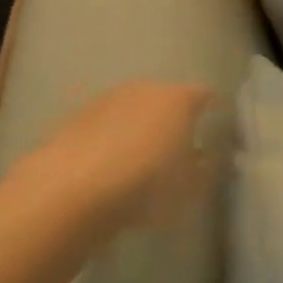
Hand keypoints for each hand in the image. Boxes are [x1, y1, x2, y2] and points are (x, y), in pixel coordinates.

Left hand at [17, 81, 219, 235]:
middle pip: (165, 100)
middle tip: (175, 151)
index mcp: (180, 99)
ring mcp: (106, 101)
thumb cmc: (145, 185)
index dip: (210, 114)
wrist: (70, 192)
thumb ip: (203, 169)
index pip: (204, 96)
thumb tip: (205, 159)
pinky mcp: (73, 120)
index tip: (212, 133)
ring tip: (137, 163)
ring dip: (136, 130)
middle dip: (171, 121)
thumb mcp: (189, 187)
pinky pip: (102, 128)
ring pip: (131, 112)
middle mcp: (145, 89)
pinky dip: (108, 142)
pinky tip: (105, 170)